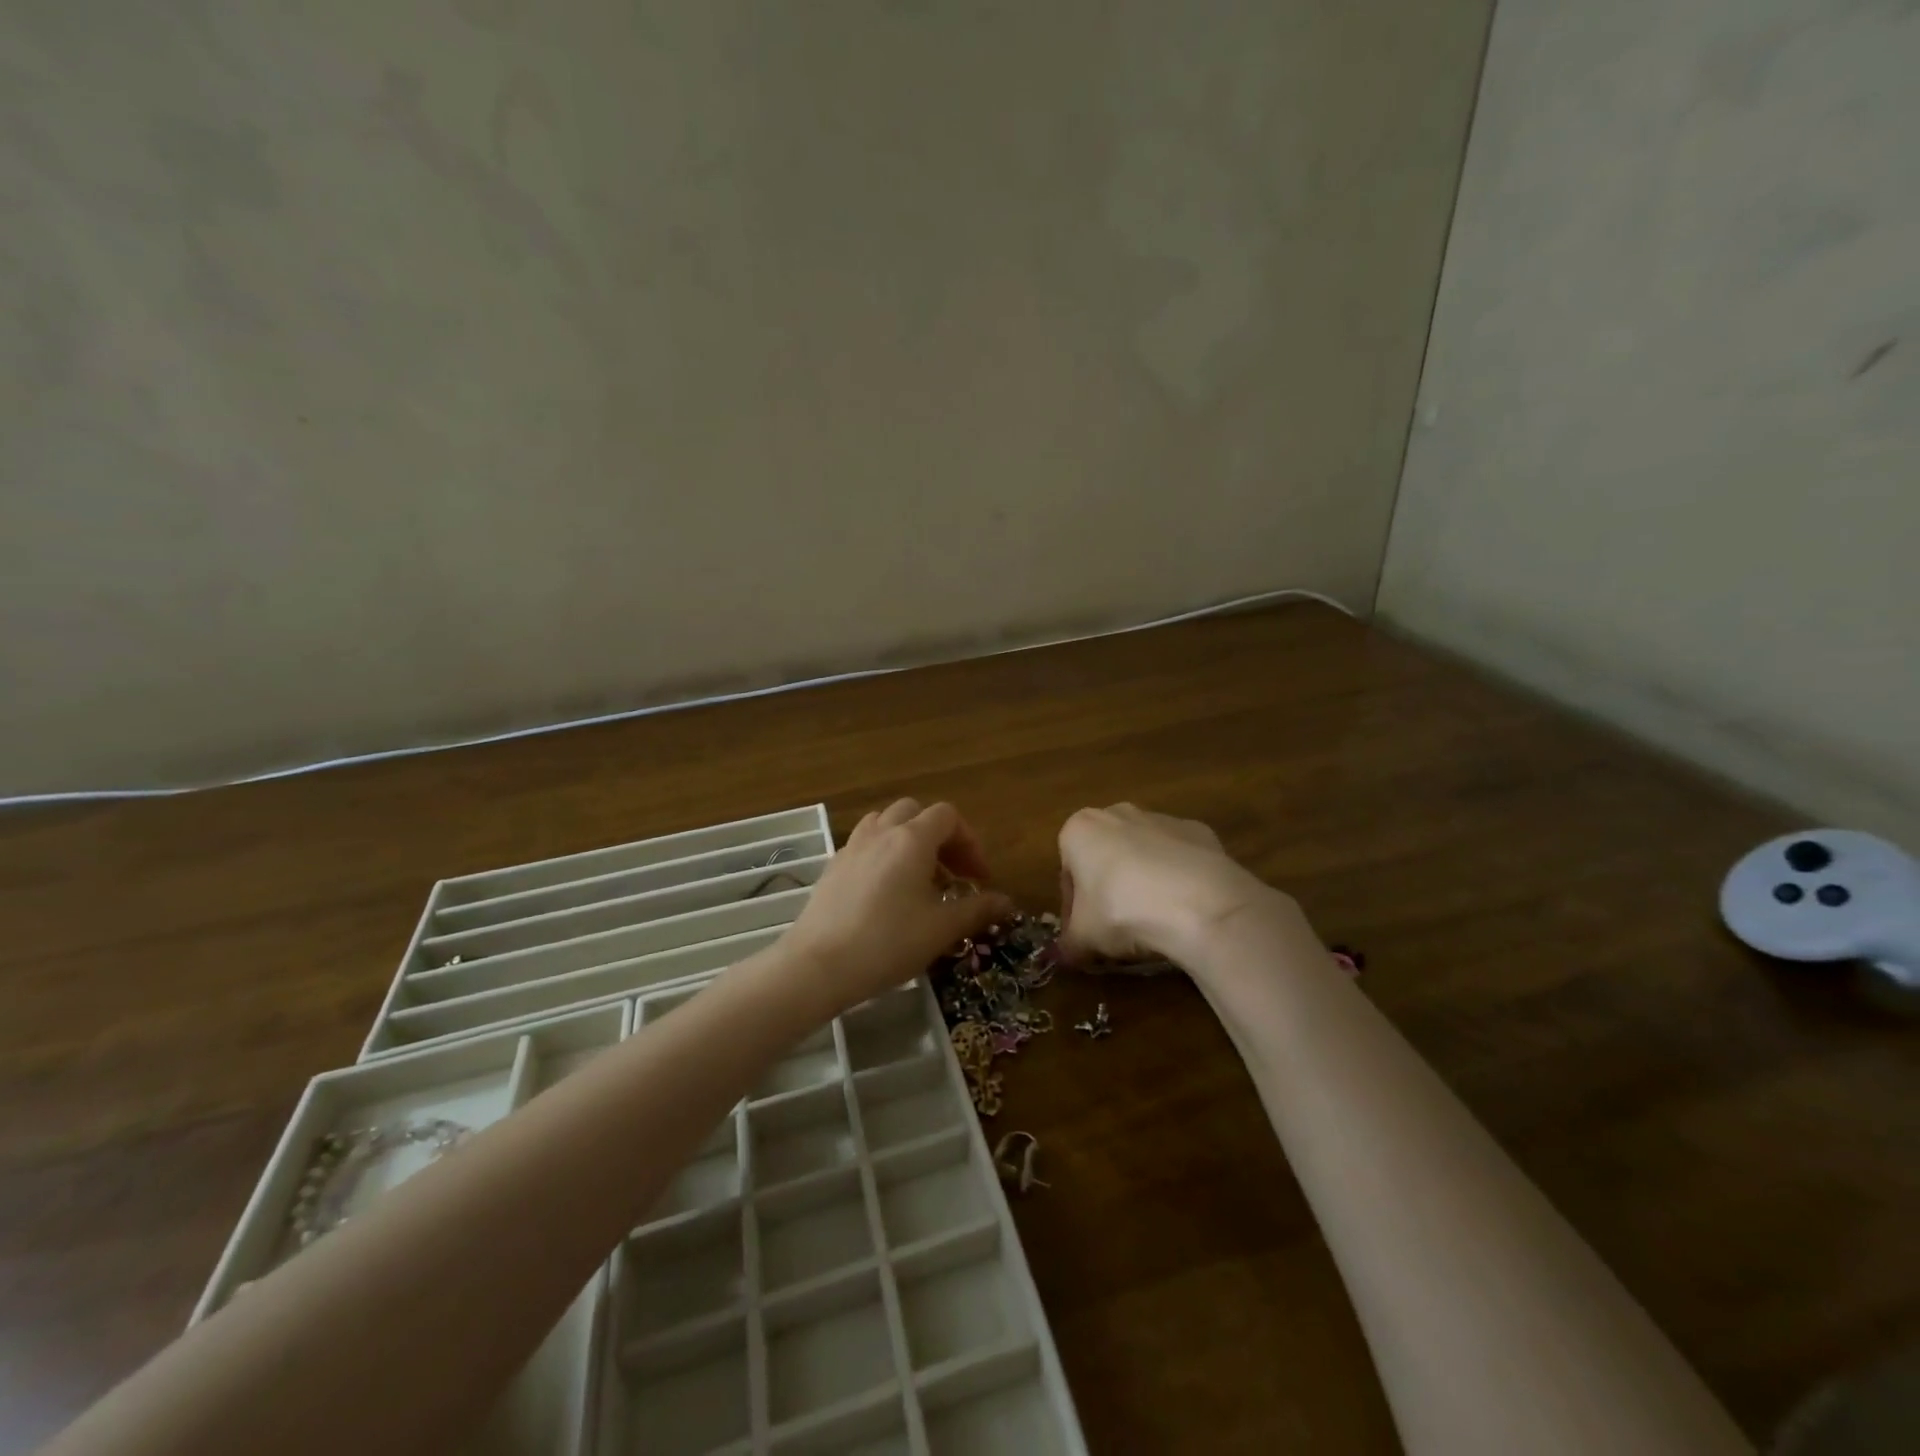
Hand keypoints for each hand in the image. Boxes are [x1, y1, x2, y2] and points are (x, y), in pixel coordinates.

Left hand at [780, 799, 1012, 1016]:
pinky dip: (883, 855)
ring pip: (885, 823)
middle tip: (951, 874)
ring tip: (919, 878)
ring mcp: (852, 847)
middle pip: (915, 812)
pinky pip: (865, 845)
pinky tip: (887, 893)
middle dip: (940, 837)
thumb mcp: (941, 929)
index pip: (948, 816)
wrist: (818, 965)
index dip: (970, 842)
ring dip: (908, 841)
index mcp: (912, 839)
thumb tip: (1007, 902)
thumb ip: (977, 910)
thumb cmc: (888, 943)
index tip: (979, 878)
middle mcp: (881, 832)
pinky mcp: (833, 867)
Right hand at [1056, 803, 1293, 967]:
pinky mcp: (1200, 831)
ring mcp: (1162, 819)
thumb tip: (1063, 956)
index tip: (1084, 934)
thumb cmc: (1123, 912)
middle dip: (1108, 889)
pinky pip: (1180, 858)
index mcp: (1080, 829)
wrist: (1199, 904)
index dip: (1073, 908)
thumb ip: (1068, 946)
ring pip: (1143, 854)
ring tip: (1155, 923)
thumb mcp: (1084, 939)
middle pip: (1105, 856)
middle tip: (1117, 929)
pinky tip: (1185, 908)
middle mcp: (1118, 813)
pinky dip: (1179, 878)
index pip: (1067, 872)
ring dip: (1143, 882)